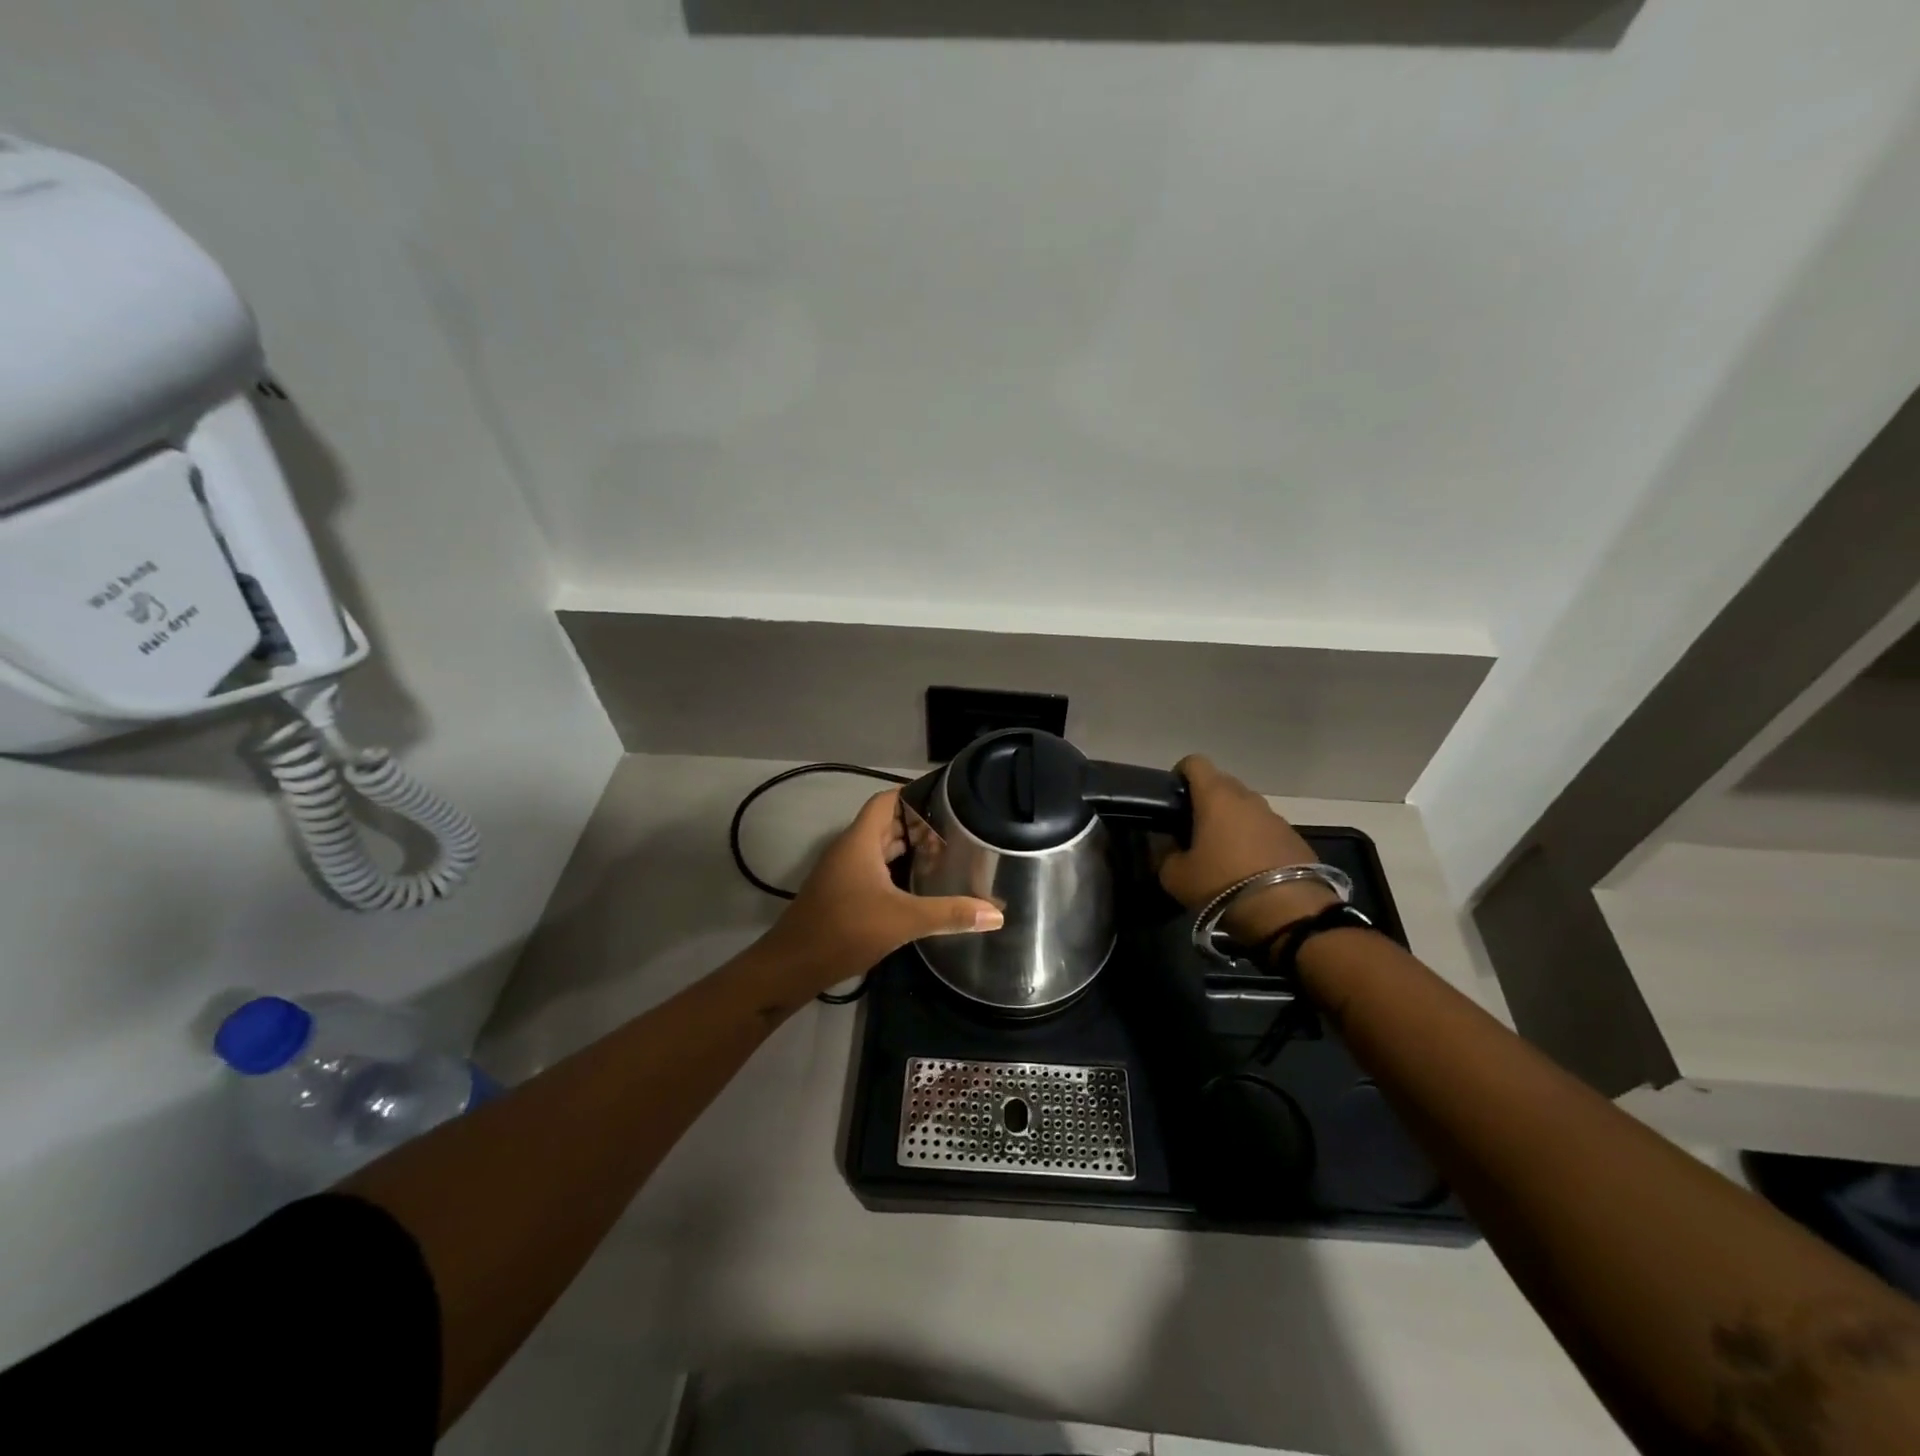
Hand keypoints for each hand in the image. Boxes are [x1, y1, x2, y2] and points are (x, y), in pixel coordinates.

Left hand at [760, 789, 1003, 992]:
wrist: (792, 967)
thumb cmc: (844, 930)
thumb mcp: (902, 920)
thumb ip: (949, 914)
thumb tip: (996, 915)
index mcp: (860, 841)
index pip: (887, 800)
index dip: (915, 794)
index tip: (949, 798)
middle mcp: (850, 849)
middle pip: (887, 823)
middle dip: (920, 824)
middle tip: (959, 828)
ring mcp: (844, 872)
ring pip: (881, 848)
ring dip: (909, 849)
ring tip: (947, 853)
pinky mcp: (843, 893)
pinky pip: (875, 869)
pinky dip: (898, 870)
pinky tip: (921, 885)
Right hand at [1158, 755, 1336, 943]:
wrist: (1289, 913)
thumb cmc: (1222, 885)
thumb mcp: (1176, 877)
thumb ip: (1164, 855)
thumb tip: (1167, 846)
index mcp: (1216, 796)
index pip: (1194, 763)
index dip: (1179, 775)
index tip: (1172, 800)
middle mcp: (1248, 797)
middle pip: (1221, 784)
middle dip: (1205, 801)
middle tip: (1192, 830)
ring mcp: (1275, 816)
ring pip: (1245, 808)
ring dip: (1231, 822)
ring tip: (1221, 854)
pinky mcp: (1295, 838)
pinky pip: (1265, 829)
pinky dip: (1253, 840)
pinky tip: (1248, 868)